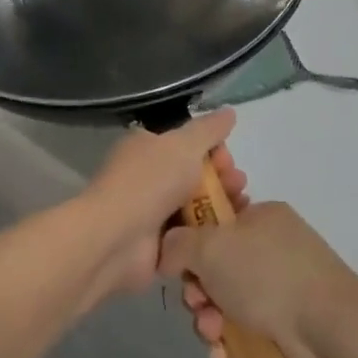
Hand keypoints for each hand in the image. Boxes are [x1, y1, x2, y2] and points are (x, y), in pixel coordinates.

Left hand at [76, 110, 246, 300]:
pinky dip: (209, 234)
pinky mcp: (157, 245)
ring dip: (220, 206)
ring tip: (241, 208)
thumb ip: (209, 129)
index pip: (187, 144)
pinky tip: (228, 233)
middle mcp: (147, 177)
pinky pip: (190, 236)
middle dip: (222, 179)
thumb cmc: (149, 182)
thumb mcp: (184, 145)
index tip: (229, 160)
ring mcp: (151, 213)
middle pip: (195, 175)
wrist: (116, 239)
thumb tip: (229, 111)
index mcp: (147, 147)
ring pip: (196, 207)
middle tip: (239, 186)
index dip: (213, 150)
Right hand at [158, 201, 356, 357]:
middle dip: (199, 292)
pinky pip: (246, 332)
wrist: (329, 331)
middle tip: (199, 305)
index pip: (215, 220)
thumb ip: (178, 244)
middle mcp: (274, 248)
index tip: (179, 263)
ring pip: (228, 304)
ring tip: (215, 337)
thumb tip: (167, 253)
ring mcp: (284, 289)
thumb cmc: (267, 275)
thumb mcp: (210, 246)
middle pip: (216, 268)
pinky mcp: (289, 328)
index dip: (190, 242)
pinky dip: (231, 345)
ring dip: (211, 322)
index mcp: (262, 217)